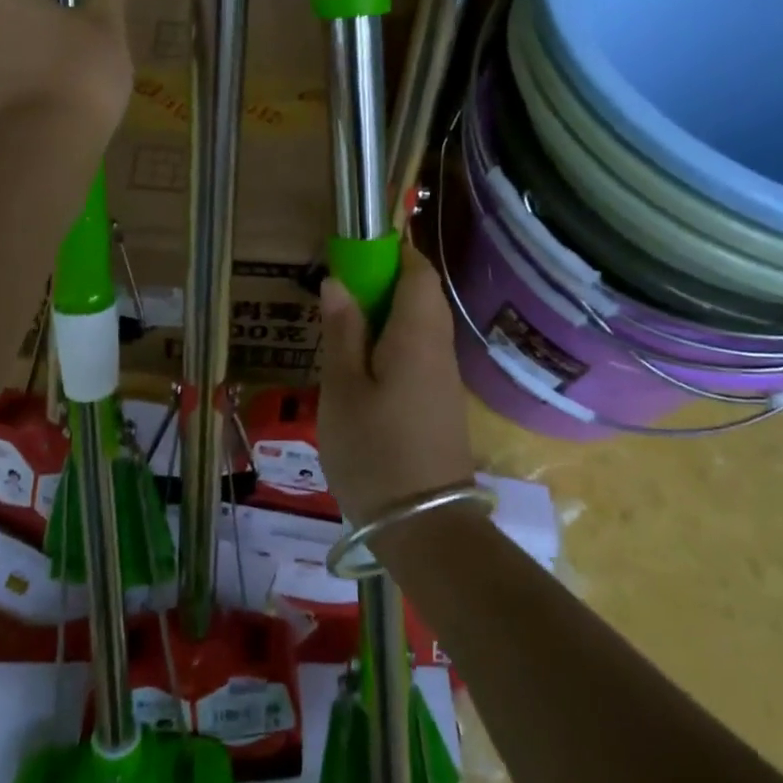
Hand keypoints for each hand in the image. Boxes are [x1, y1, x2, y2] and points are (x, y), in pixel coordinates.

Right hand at [318, 239, 476, 524]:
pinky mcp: (441, 403)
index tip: (354, 257)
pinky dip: (393, 344)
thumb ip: (342, 330)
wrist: (425, 528)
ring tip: (344, 333)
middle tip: (340, 298)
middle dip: (384, 283)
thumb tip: (338, 281)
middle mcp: (439, 348)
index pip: (419, 272)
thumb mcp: (343, 388)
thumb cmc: (375, 451)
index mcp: (418, 335)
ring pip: (421, 325)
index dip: (392, 254)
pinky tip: (362, 370)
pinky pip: (419, 353)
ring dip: (386, 316)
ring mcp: (444, 378)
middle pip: (422, 295)